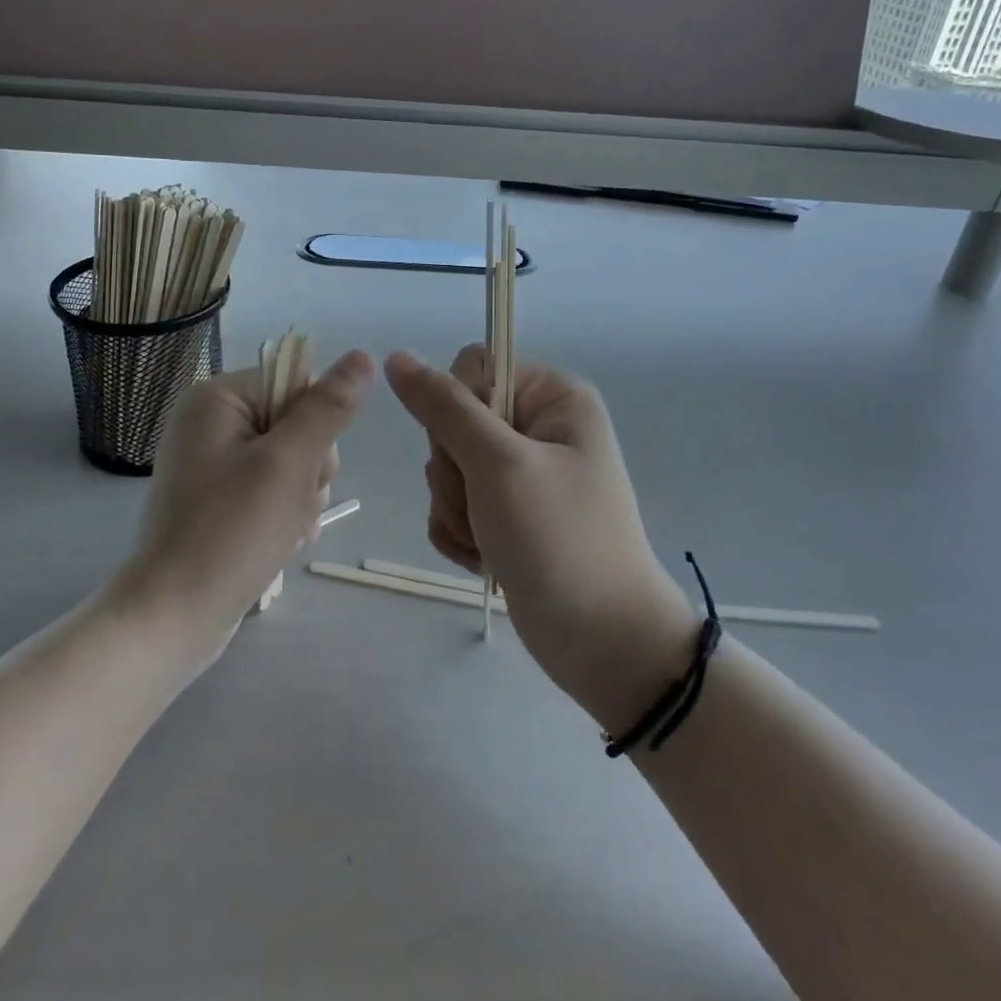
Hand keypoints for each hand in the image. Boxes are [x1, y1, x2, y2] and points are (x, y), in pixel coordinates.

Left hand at [122, 350, 374, 662]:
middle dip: (310, 468)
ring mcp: (213, 461)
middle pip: (298, 423)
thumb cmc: (231, 532)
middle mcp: (211, 421)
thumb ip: (327, 408)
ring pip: (293, 460)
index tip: (306, 468)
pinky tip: (281, 541)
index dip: (317, 425)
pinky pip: (273, 487)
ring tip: (285, 531)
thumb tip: (362, 357)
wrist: (174, 617)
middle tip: (292, 505)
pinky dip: (286, 512)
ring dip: (302, 496)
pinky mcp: (220, 497)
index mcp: (218, 399)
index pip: (297, 384)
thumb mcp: (289, 464)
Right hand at [384, 347, 696, 732]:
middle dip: (454, 473)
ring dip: (455, 509)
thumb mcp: (499, 465)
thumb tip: (397, 357)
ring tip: (488, 542)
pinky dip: (459, 532)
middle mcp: (538, 427)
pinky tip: (482, 559)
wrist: (603, 643)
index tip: (472, 454)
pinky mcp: (507, 514)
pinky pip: (455, 503)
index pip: (472, 368)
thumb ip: (444, 408)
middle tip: (484, 508)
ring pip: (448, 467)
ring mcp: (522, 474)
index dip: (455, 409)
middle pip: (453, 421)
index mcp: (552, 397)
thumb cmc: (559, 541)